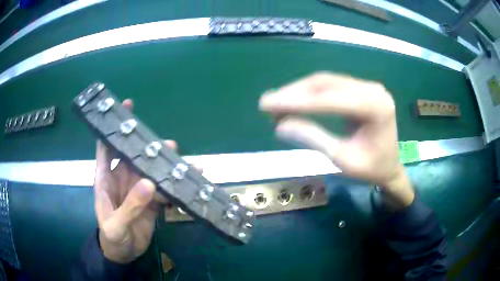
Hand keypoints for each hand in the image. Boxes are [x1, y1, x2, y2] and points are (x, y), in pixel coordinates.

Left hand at [94, 99, 176, 262]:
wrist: (123, 255)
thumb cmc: (112, 238)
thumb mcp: (116, 225)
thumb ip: (130, 206)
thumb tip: (149, 183)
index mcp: (105, 180)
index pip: (106, 148)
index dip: (112, 129)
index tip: (124, 110)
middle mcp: (121, 180)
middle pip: (132, 157)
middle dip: (146, 147)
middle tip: (165, 142)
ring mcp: (136, 191)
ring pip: (149, 171)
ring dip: (161, 165)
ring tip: (177, 159)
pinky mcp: (150, 202)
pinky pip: (161, 190)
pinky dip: (172, 186)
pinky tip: (184, 182)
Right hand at [259, 73, 413, 208]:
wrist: (390, 167)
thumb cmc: (371, 169)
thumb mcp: (342, 159)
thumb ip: (313, 138)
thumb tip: (279, 126)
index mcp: (375, 107)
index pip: (329, 100)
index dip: (296, 102)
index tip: (267, 104)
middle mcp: (373, 89)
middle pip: (326, 84)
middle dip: (294, 93)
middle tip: (267, 103)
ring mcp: (368, 86)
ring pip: (326, 82)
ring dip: (299, 91)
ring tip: (276, 102)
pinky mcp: (361, 89)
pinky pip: (332, 86)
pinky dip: (311, 93)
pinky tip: (295, 100)